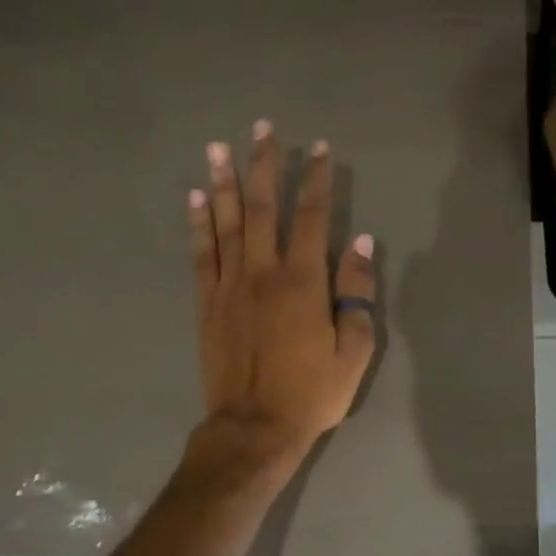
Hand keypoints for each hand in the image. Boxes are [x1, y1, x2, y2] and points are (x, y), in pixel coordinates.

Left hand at [186, 120, 377, 476]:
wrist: (254, 427)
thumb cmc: (311, 393)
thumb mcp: (353, 351)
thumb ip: (356, 293)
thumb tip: (359, 242)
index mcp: (303, 283)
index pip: (312, 218)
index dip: (316, 181)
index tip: (318, 148)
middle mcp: (263, 273)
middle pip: (264, 208)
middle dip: (265, 165)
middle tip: (262, 129)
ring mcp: (230, 286)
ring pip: (227, 223)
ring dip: (224, 182)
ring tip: (218, 147)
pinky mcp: (207, 303)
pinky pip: (202, 254)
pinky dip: (199, 224)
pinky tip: (196, 198)